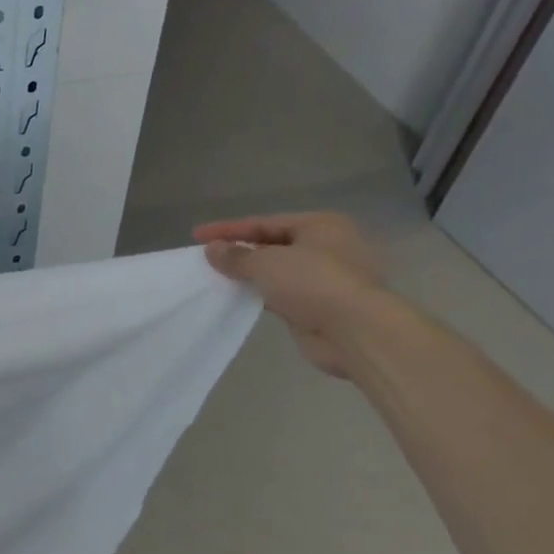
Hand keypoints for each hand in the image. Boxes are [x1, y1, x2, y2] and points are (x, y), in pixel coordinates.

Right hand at [194, 212, 386, 377]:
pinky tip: (236, 297)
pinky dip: (260, 294)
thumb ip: (236, 256)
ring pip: (277, 271)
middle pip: (272, 244)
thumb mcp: (266, 263)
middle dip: (239, 251)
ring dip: (248, 274)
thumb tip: (211, 250)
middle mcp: (326, 247)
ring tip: (215, 277)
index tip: (197, 235)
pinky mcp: (319, 306)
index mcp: (320, 225)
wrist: (356, 331)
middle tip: (206, 257)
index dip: (228, 229)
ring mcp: (325, 278)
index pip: (264, 222)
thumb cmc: (313, 283)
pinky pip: (281, 294)